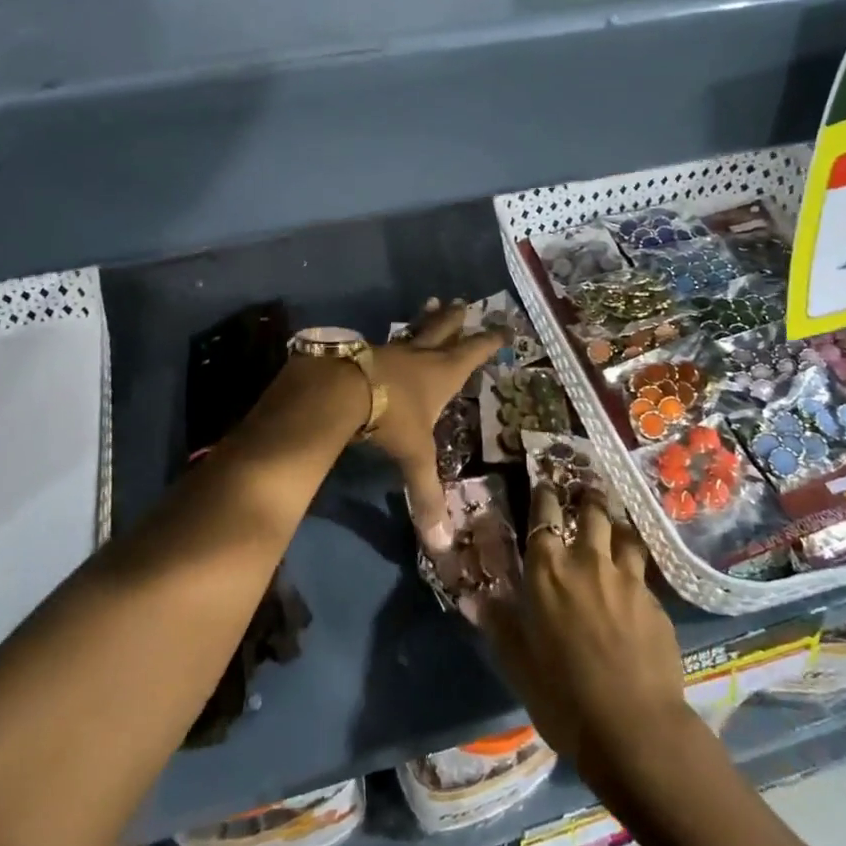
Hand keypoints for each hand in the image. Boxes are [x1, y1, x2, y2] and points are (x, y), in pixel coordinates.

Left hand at [369, 299, 508, 552]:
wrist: (341, 390)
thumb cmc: (390, 417)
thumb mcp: (414, 455)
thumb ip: (427, 495)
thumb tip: (442, 543)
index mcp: (442, 374)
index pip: (473, 353)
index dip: (490, 342)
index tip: (503, 328)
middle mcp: (420, 356)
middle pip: (443, 330)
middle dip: (455, 319)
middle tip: (463, 302)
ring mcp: (391, 351)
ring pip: (413, 330)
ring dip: (425, 319)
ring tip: (431, 303)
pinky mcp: (364, 352)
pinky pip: (384, 343)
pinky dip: (392, 341)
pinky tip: (384, 342)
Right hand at [466, 482, 695, 784]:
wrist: (634, 728)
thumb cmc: (563, 697)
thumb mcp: (518, 663)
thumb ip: (500, 624)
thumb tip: (478, 596)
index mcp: (548, 572)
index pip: (544, 516)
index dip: (545, 496)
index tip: (545, 483)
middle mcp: (588, 562)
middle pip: (591, 513)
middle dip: (587, 498)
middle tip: (586, 491)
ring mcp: (627, 579)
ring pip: (624, 534)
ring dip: (616, 525)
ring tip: (615, 522)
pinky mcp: (655, 601)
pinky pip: (643, 570)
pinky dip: (635, 563)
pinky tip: (635, 574)